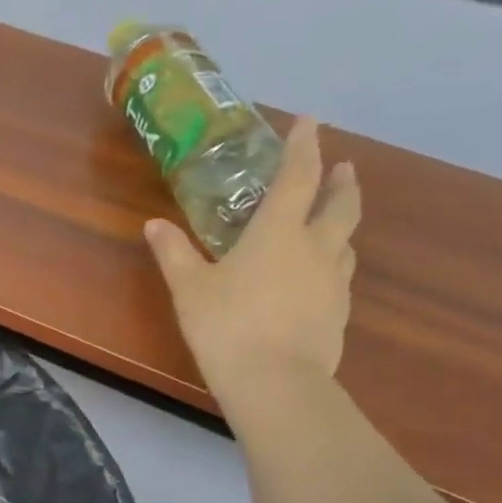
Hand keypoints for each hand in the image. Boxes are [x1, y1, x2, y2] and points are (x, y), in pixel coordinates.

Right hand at [144, 116, 359, 413]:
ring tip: (332, 219)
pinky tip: (320, 276)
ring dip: (341, 221)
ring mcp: (333, 281)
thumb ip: (174, 253)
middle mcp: (314, 248)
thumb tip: (155, 224)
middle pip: (340, 204)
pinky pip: (339, 275)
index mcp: (277, 233)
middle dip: (340, 181)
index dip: (303, 146)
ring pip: (346, 240)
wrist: (275, 382)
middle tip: (342, 167)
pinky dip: (332, 262)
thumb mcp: (189, 288)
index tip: (308, 121)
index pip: (297, 177)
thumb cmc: (226, 326)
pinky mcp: (338, 312)